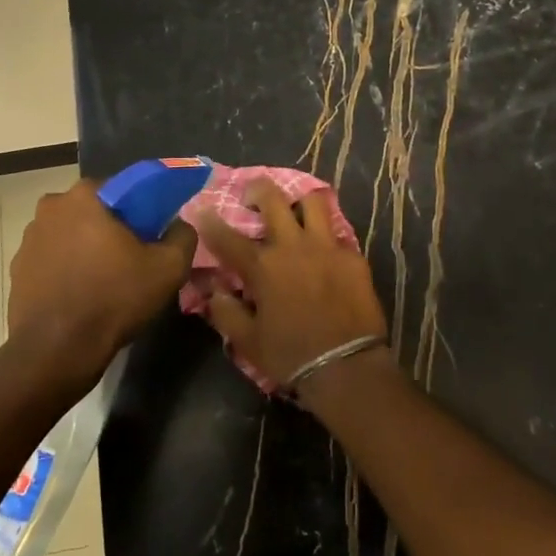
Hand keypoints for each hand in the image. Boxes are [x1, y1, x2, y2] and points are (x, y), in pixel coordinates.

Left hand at [7, 180, 196, 388]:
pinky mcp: (17, 269)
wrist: (56, 351)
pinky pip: (52, 259)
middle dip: (111, 228)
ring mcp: (29, 239)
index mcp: (85, 196)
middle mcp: (50, 207)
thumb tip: (178, 225)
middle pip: (93, 211)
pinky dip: (66, 270)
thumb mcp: (168, 268)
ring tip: (105, 280)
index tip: (151, 234)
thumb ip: (182, 236)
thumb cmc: (113, 299)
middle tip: (132, 258)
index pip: (122, 188)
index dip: (140, 209)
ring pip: (70, 234)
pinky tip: (81, 295)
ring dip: (86, 248)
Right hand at [195, 179, 389, 397]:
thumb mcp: (247, 341)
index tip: (202, 209)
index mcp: (263, 266)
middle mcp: (293, 246)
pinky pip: (337, 233)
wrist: (346, 366)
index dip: (210, 221)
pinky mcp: (353, 256)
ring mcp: (327, 246)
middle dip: (258, 189)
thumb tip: (215, 290)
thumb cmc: (291, 355)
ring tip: (294, 210)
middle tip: (253, 195)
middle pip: (273, 199)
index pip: (227, 236)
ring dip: (298, 202)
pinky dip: (326, 235)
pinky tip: (324, 248)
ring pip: (312, 202)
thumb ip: (225, 311)